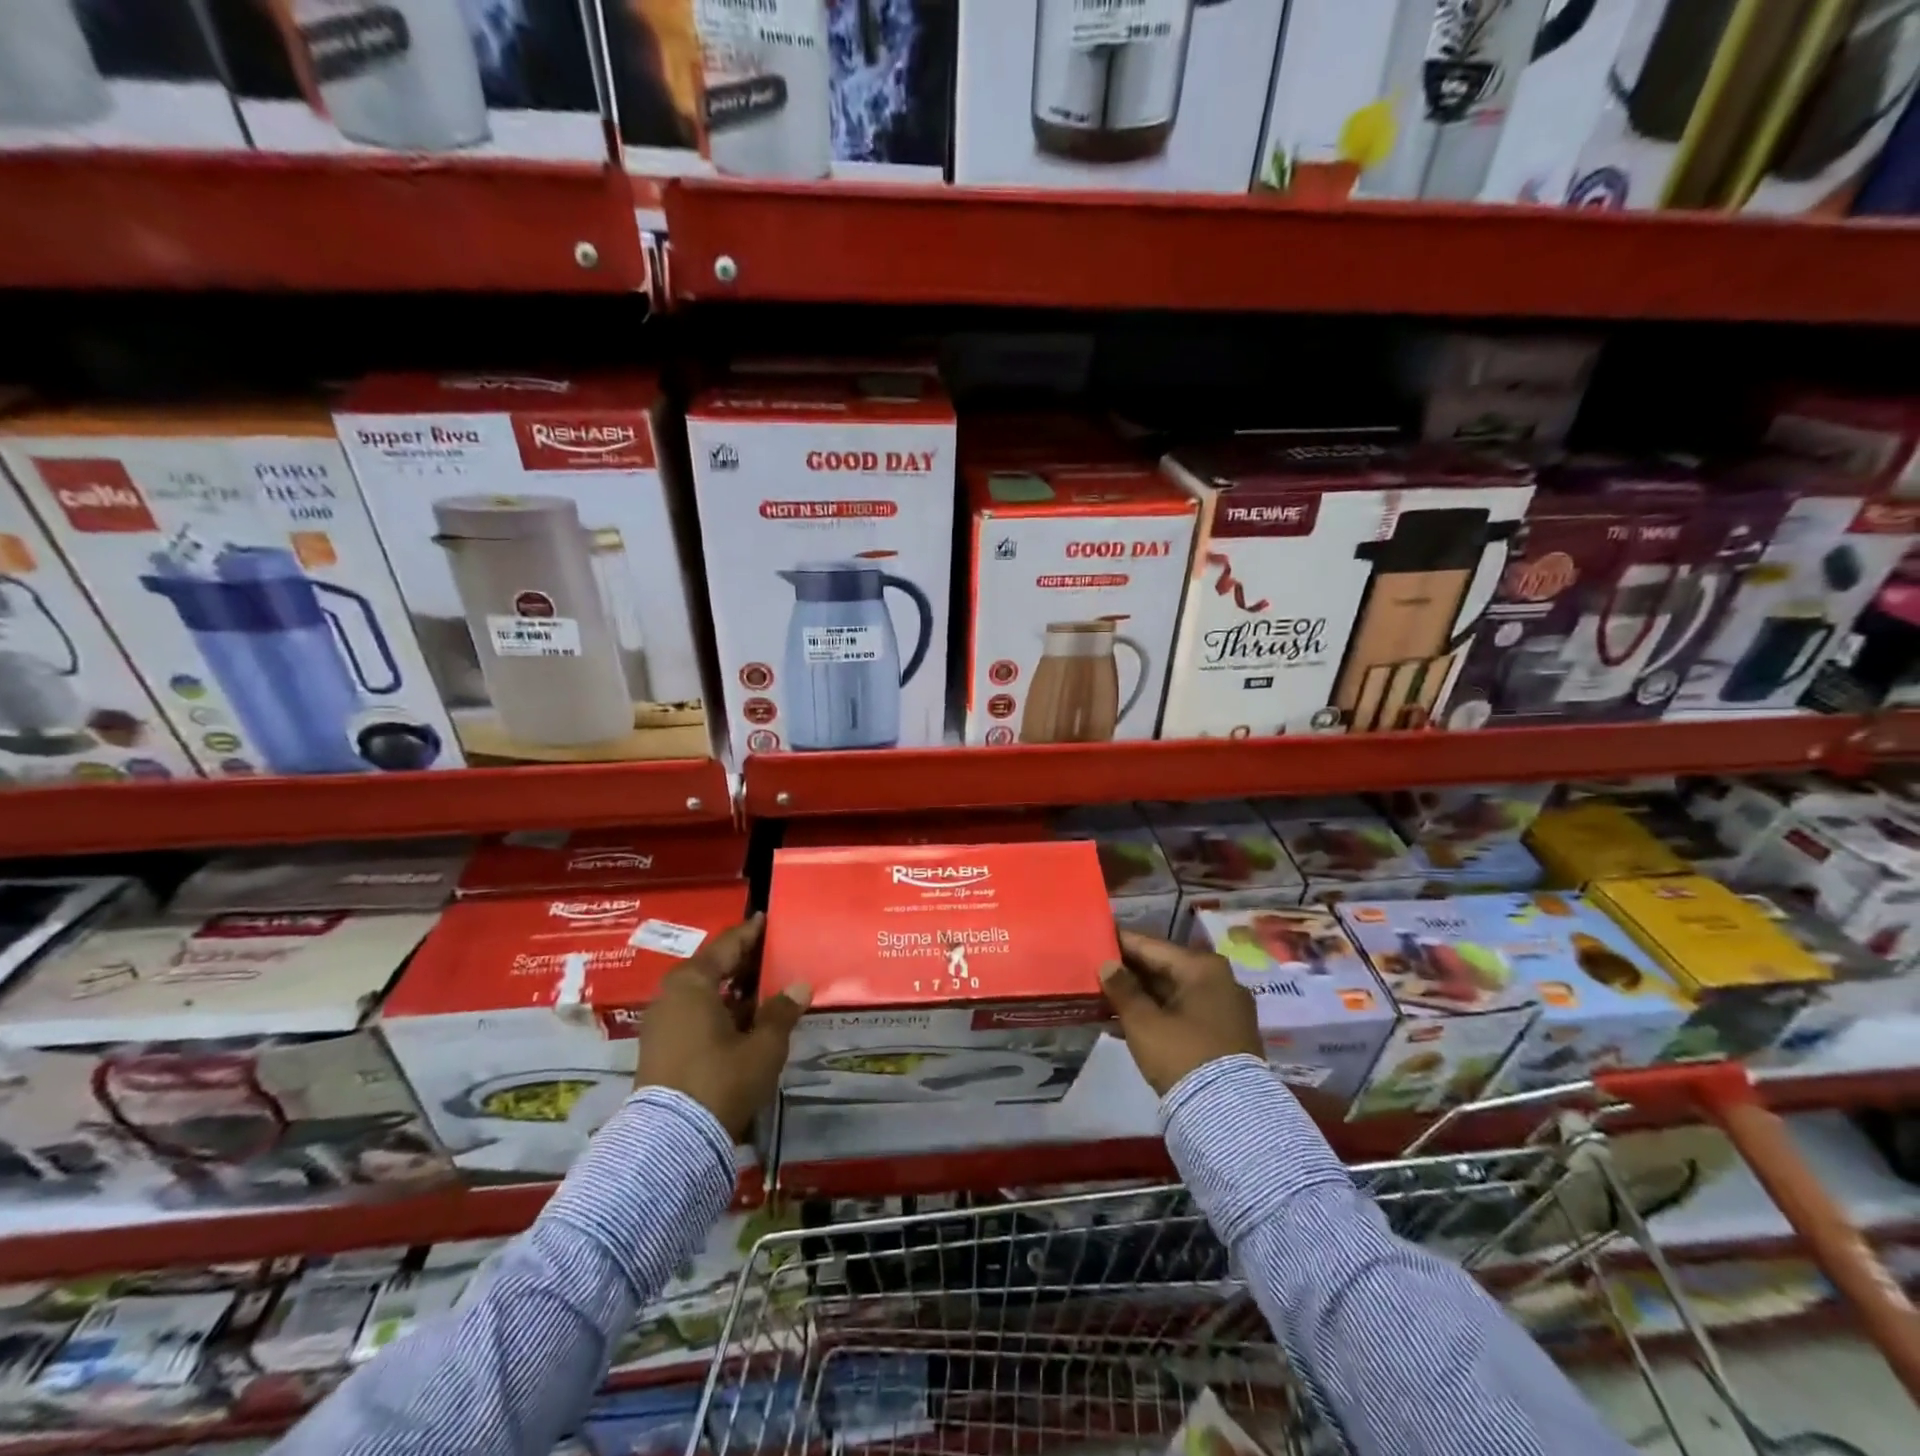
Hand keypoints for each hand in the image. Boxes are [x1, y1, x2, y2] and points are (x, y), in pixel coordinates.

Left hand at [635, 914, 811, 1138]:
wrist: (671, 1142)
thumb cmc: (721, 1079)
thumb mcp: (763, 1045)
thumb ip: (782, 1012)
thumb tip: (799, 986)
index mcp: (692, 982)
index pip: (728, 944)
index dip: (751, 932)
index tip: (767, 919)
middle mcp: (671, 995)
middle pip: (713, 967)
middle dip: (744, 963)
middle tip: (774, 955)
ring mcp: (662, 1023)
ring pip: (705, 994)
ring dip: (734, 991)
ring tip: (767, 988)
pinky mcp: (661, 1049)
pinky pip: (696, 1015)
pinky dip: (721, 1011)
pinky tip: (747, 1020)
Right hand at [1101, 929, 1262, 1096]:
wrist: (1228, 1114)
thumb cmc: (1181, 1054)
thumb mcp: (1143, 1021)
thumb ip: (1122, 988)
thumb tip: (1107, 965)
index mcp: (1203, 967)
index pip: (1151, 946)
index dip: (1120, 943)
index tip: (1095, 939)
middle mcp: (1220, 980)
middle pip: (1164, 968)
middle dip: (1130, 972)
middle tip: (1095, 970)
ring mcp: (1226, 1008)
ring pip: (1173, 992)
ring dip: (1141, 996)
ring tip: (1105, 996)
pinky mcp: (1226, 1033)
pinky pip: (1184, 1011)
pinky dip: (1158, 1013)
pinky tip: (1128, 1020)